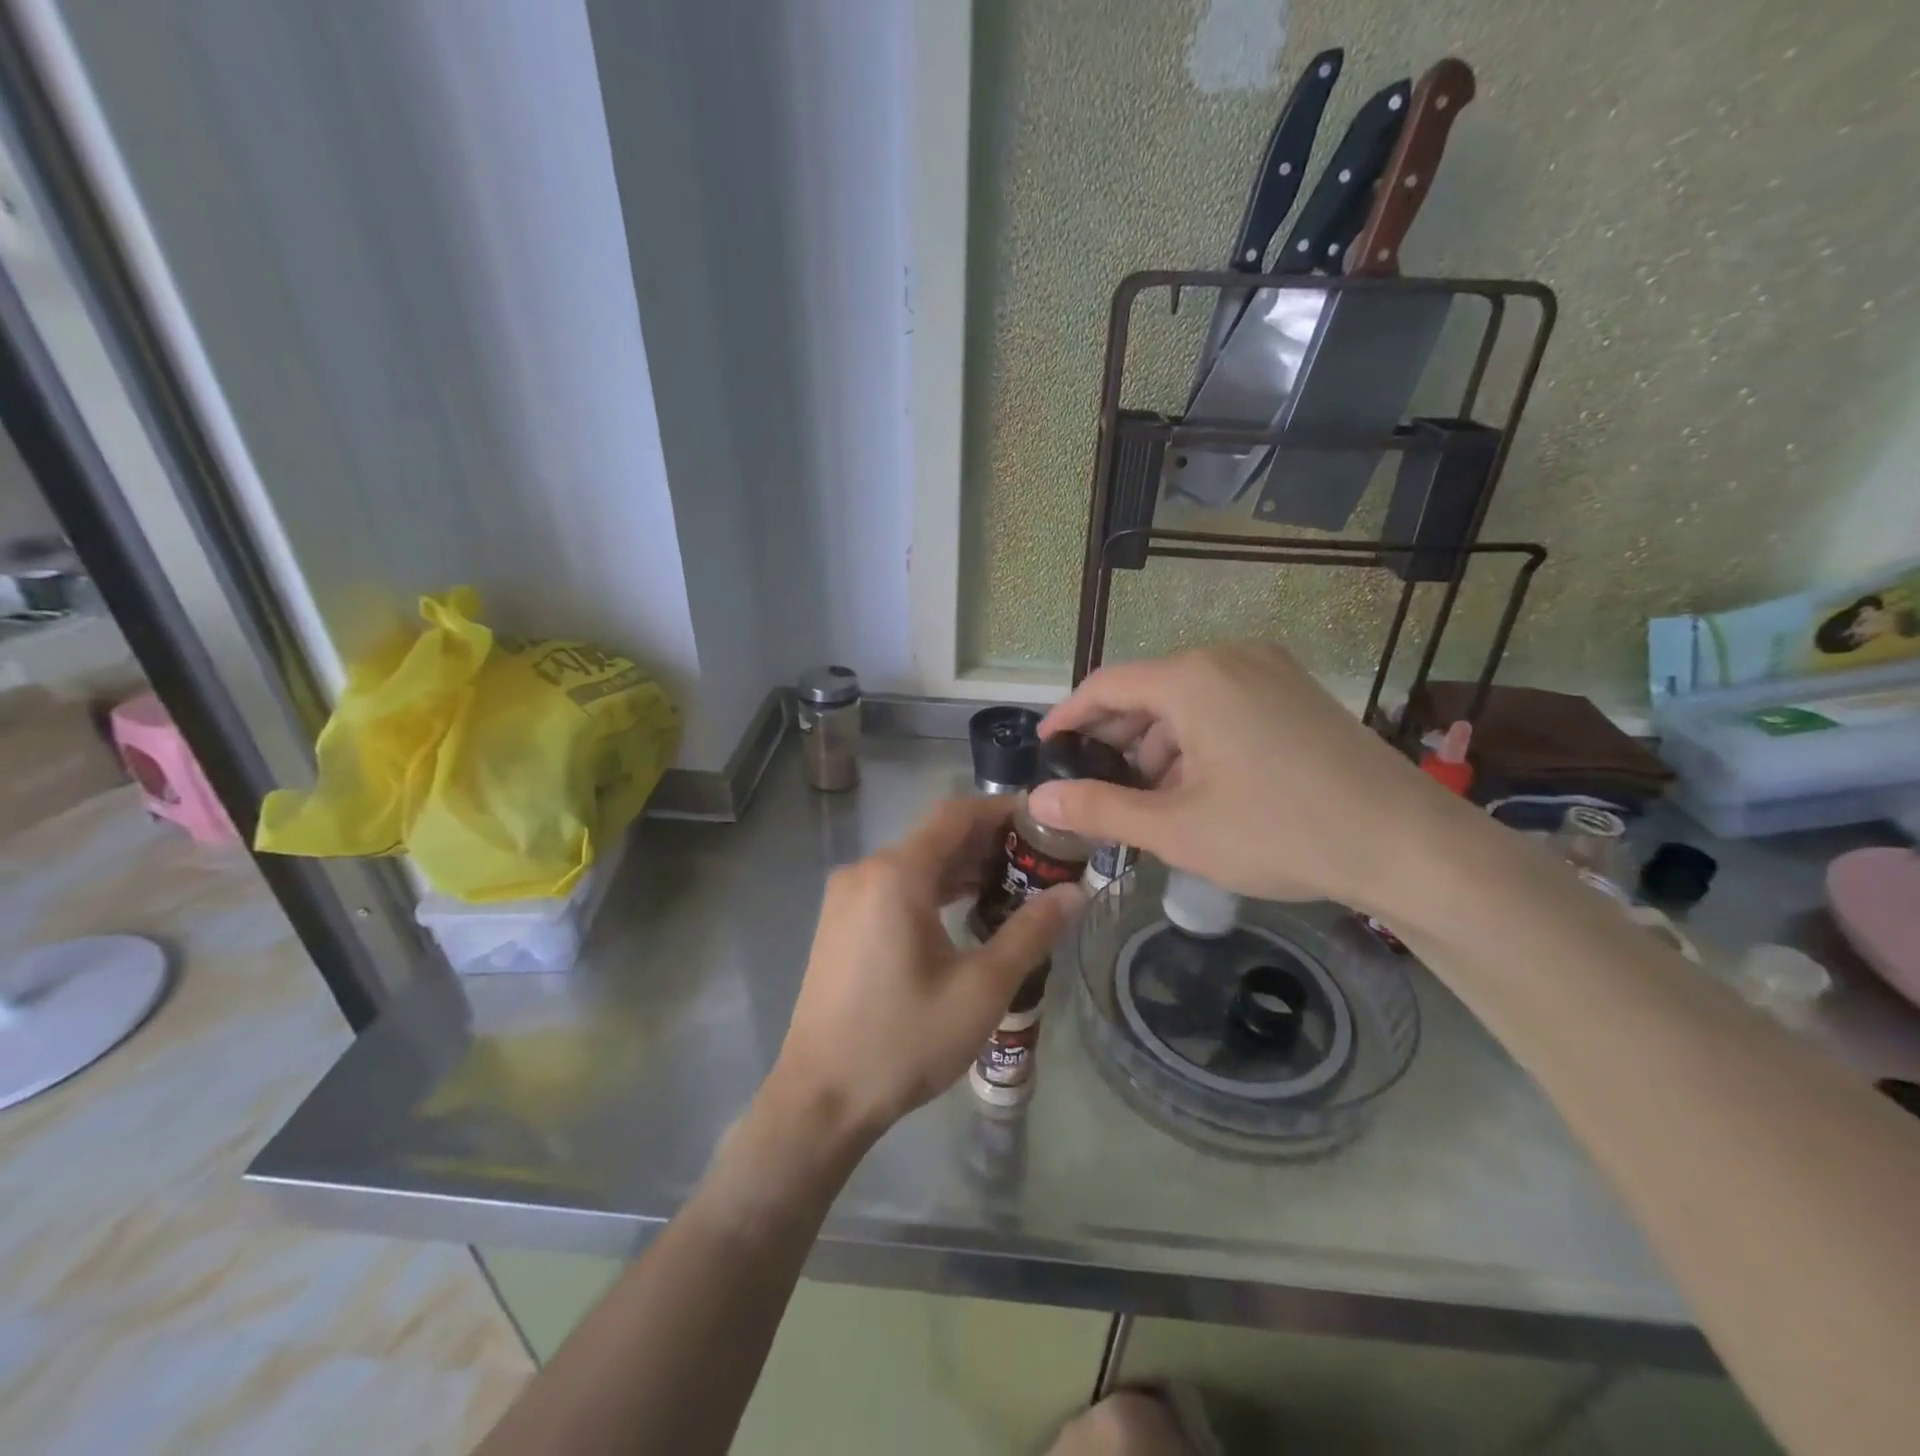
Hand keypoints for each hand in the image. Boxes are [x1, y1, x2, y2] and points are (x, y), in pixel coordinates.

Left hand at [770, 797, 1084, 1140]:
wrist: (821, 1098)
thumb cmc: (903, 1041)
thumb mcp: (980, 990)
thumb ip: (1030, 933)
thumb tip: (1076, 892)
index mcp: (896, 874)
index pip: (957, 815)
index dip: (1003, 810)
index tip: (1045, 821)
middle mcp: (866, 871)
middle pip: (936, 837)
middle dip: (989, 843)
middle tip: (1041, 861)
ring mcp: (847, 896)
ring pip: (916, 862)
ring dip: (963, 868)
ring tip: (1014, 886)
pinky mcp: (841, 921)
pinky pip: (895, 886)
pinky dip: (934, 889)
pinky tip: (966, 910)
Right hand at [1031, 642, 1460, 917]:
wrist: (1408, 845)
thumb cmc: (1280, 832)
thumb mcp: (1175, 828)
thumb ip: (1098, 808)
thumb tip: (1039, 799)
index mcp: (1193, 678)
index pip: (1106, 685)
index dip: (1068, 716)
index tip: (1047, 748)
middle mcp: (1229, 656)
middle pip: (1146, 689)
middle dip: (1113, 737)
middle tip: (1090, 783)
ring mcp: (1269, 669)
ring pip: (1186, 699)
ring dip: (1155, 743)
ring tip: (1144, 797)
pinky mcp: (1295, 691)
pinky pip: (1222, 704)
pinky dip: (1195, 738)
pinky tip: (1195, 785)